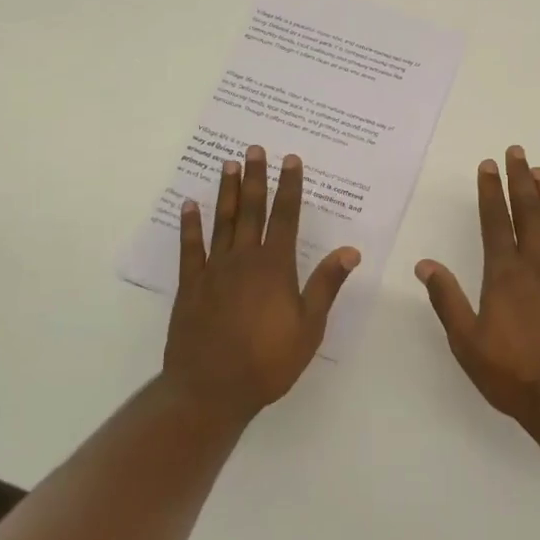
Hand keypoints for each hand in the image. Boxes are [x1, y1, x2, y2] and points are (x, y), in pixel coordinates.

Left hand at [164, 146, 359, 420]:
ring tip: (228, 164)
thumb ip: (326, 285)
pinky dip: (190, 225)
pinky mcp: (190, 286)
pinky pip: (190, 248)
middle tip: (255, 149)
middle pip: (252, 210)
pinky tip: (189, 205)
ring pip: (222, 221)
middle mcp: (244, 259)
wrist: (211, 390)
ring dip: (227, 191)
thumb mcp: (309, 327)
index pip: (285, 217)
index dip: (289, 187)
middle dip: (256, 178)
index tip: (291, 160)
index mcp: (275, 267)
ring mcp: (214, 270)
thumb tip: (350, 250)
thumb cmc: (268, 362)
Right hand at [415, 146, 539, 434]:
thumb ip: (446, 300)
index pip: (495, 221)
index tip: (487, 165)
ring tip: (539, 172)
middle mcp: (537, 264)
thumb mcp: (467, 343)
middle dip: (520, 179)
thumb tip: (424, 264)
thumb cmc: (515, 374)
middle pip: (528, 212)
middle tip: (517, 152)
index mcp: (504, 274)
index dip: (490, 191)